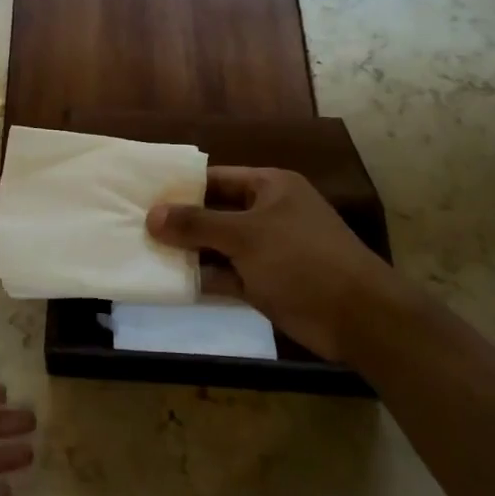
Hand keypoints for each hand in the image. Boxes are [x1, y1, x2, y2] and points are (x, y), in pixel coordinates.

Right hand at [146, 167, 417, 362]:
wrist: (359, 317)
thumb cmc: (301, 260)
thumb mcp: (245, 236)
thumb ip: (197, 224)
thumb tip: (152, 215)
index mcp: (270, 186)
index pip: (215, 178)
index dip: (181, 187)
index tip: (143, 195)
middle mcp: (268, 213)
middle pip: (215, 212)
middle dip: (180, 222)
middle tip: (135, 226)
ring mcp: (268, 250)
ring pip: (219, 246)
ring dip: (189, 252)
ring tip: (144, 253)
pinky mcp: (267, 283)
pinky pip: (228, 275)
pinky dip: (205, 278)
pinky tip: (171, 282)